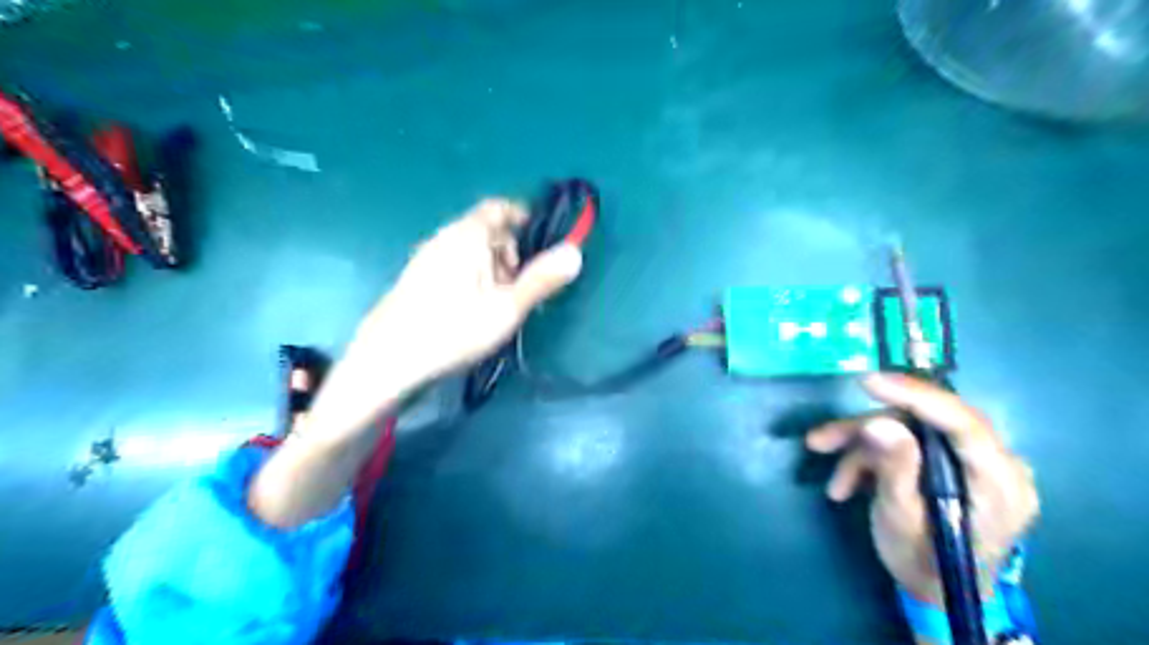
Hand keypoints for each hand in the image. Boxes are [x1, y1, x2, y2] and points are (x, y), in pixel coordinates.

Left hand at [352, 197, 578, 384]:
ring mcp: (427, 257)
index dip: (525, 219)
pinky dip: (474, 277)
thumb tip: (575, 251)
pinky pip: (455, 265)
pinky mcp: (417, 278)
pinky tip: (474, 310)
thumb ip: (541, 279)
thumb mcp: (507, 308)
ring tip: (501, 304)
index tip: (543, 246)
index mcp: (467, 235)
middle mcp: (444, 237)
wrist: (386, 362)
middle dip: (511, 252)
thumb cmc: (452, 331)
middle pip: (487, 230)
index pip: (500, 207)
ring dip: (494, 268)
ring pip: (471, 250)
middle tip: (522, 286)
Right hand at [806, 372, 1042, 604]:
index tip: (868, 382)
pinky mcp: (952, 463)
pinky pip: (907, 445)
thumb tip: (879, 423)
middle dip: (868, 431)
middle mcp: (996, 465)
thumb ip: (896, 470)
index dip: (916, 396)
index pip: (963, 424)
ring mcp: (973, 462)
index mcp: (1000, 485)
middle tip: (822, 440)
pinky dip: (870, 459)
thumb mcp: (901, 521)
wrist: (934, 590)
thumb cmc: (923, 564)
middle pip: (925, 424)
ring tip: (831, 479)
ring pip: (908, 433)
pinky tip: (845, 483)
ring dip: (861, 450)